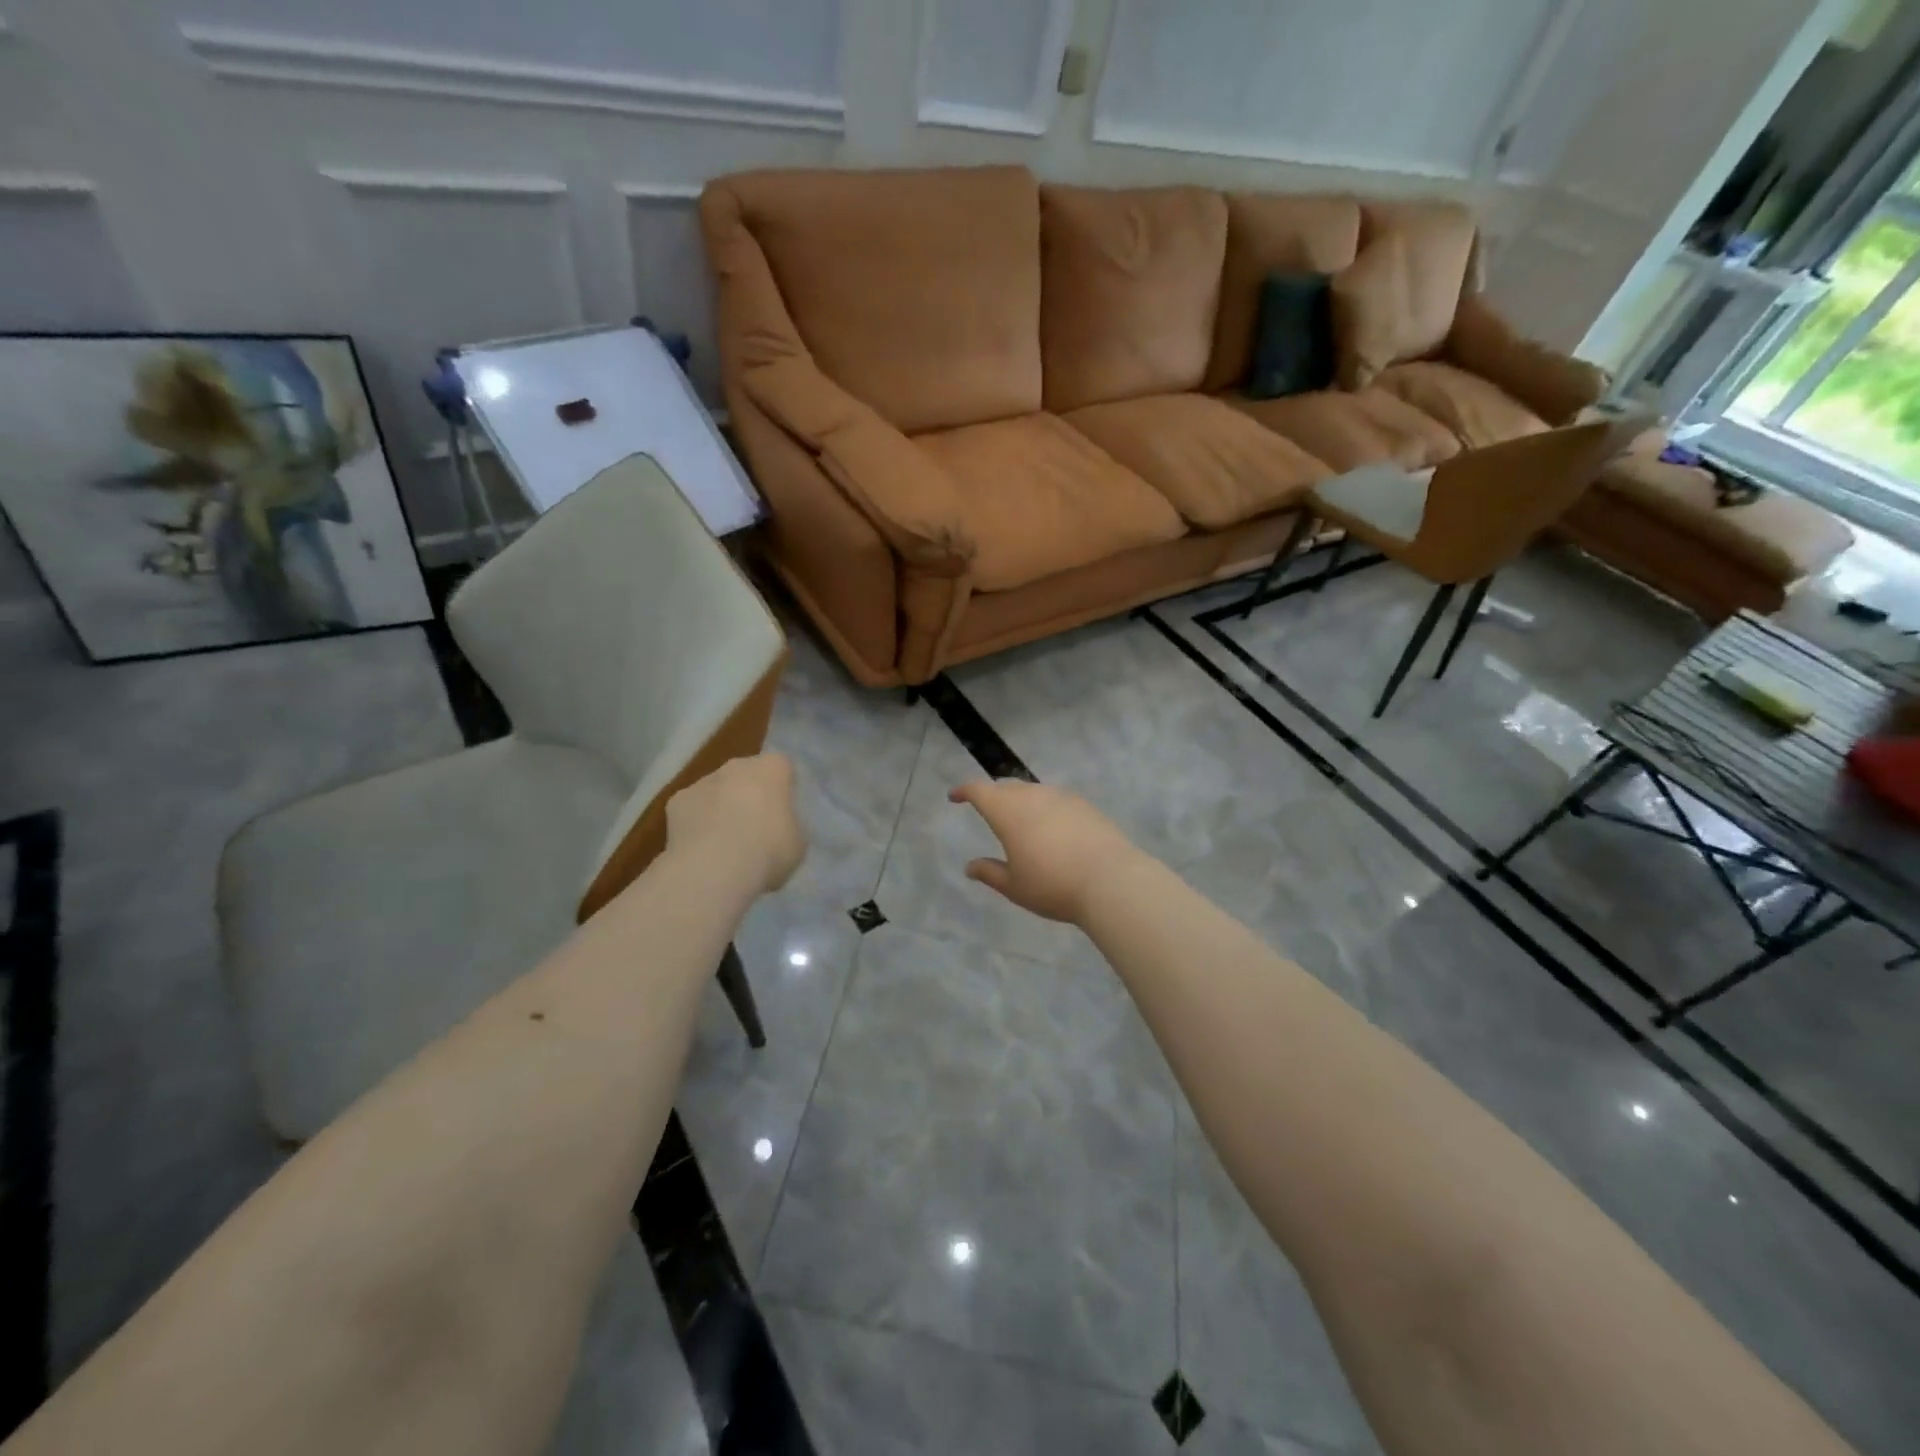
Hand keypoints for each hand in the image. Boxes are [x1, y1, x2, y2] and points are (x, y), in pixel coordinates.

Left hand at [666, 753, 807, 895]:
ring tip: (726, 844)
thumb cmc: (768, 851)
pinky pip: (693, 809)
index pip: (783, 767)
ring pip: (717, 790)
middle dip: (751, 794)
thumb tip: (780, 829)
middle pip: (747, 774)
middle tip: (757, 828)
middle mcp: (737, 765)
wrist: (714, 870)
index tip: (785, 811)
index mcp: (773, 768)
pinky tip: (701, 849)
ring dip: (722, 808)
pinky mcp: (676, 802)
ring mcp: (703, 781)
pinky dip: (696, 823)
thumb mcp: (797, 843)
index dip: (784, 788)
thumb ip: (790, 826)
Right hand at [948, 780, 1139, 923]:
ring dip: (1021, 801)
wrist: (1111, 880)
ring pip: (1033, 791)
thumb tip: (970, 866)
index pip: (980, 791)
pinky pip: (1056, 800)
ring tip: (1021, 821)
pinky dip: (1045, 808)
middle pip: (1006, 787)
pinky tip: (1052, 828)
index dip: (964, 790)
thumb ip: (990, 873)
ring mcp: (1062, 797)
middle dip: (993, 796)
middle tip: (988, 810)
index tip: (955, 796)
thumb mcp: (1015, 886)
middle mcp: (1033, 796)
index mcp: (1008, 812)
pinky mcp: (1084, 805)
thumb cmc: (1053, 885)